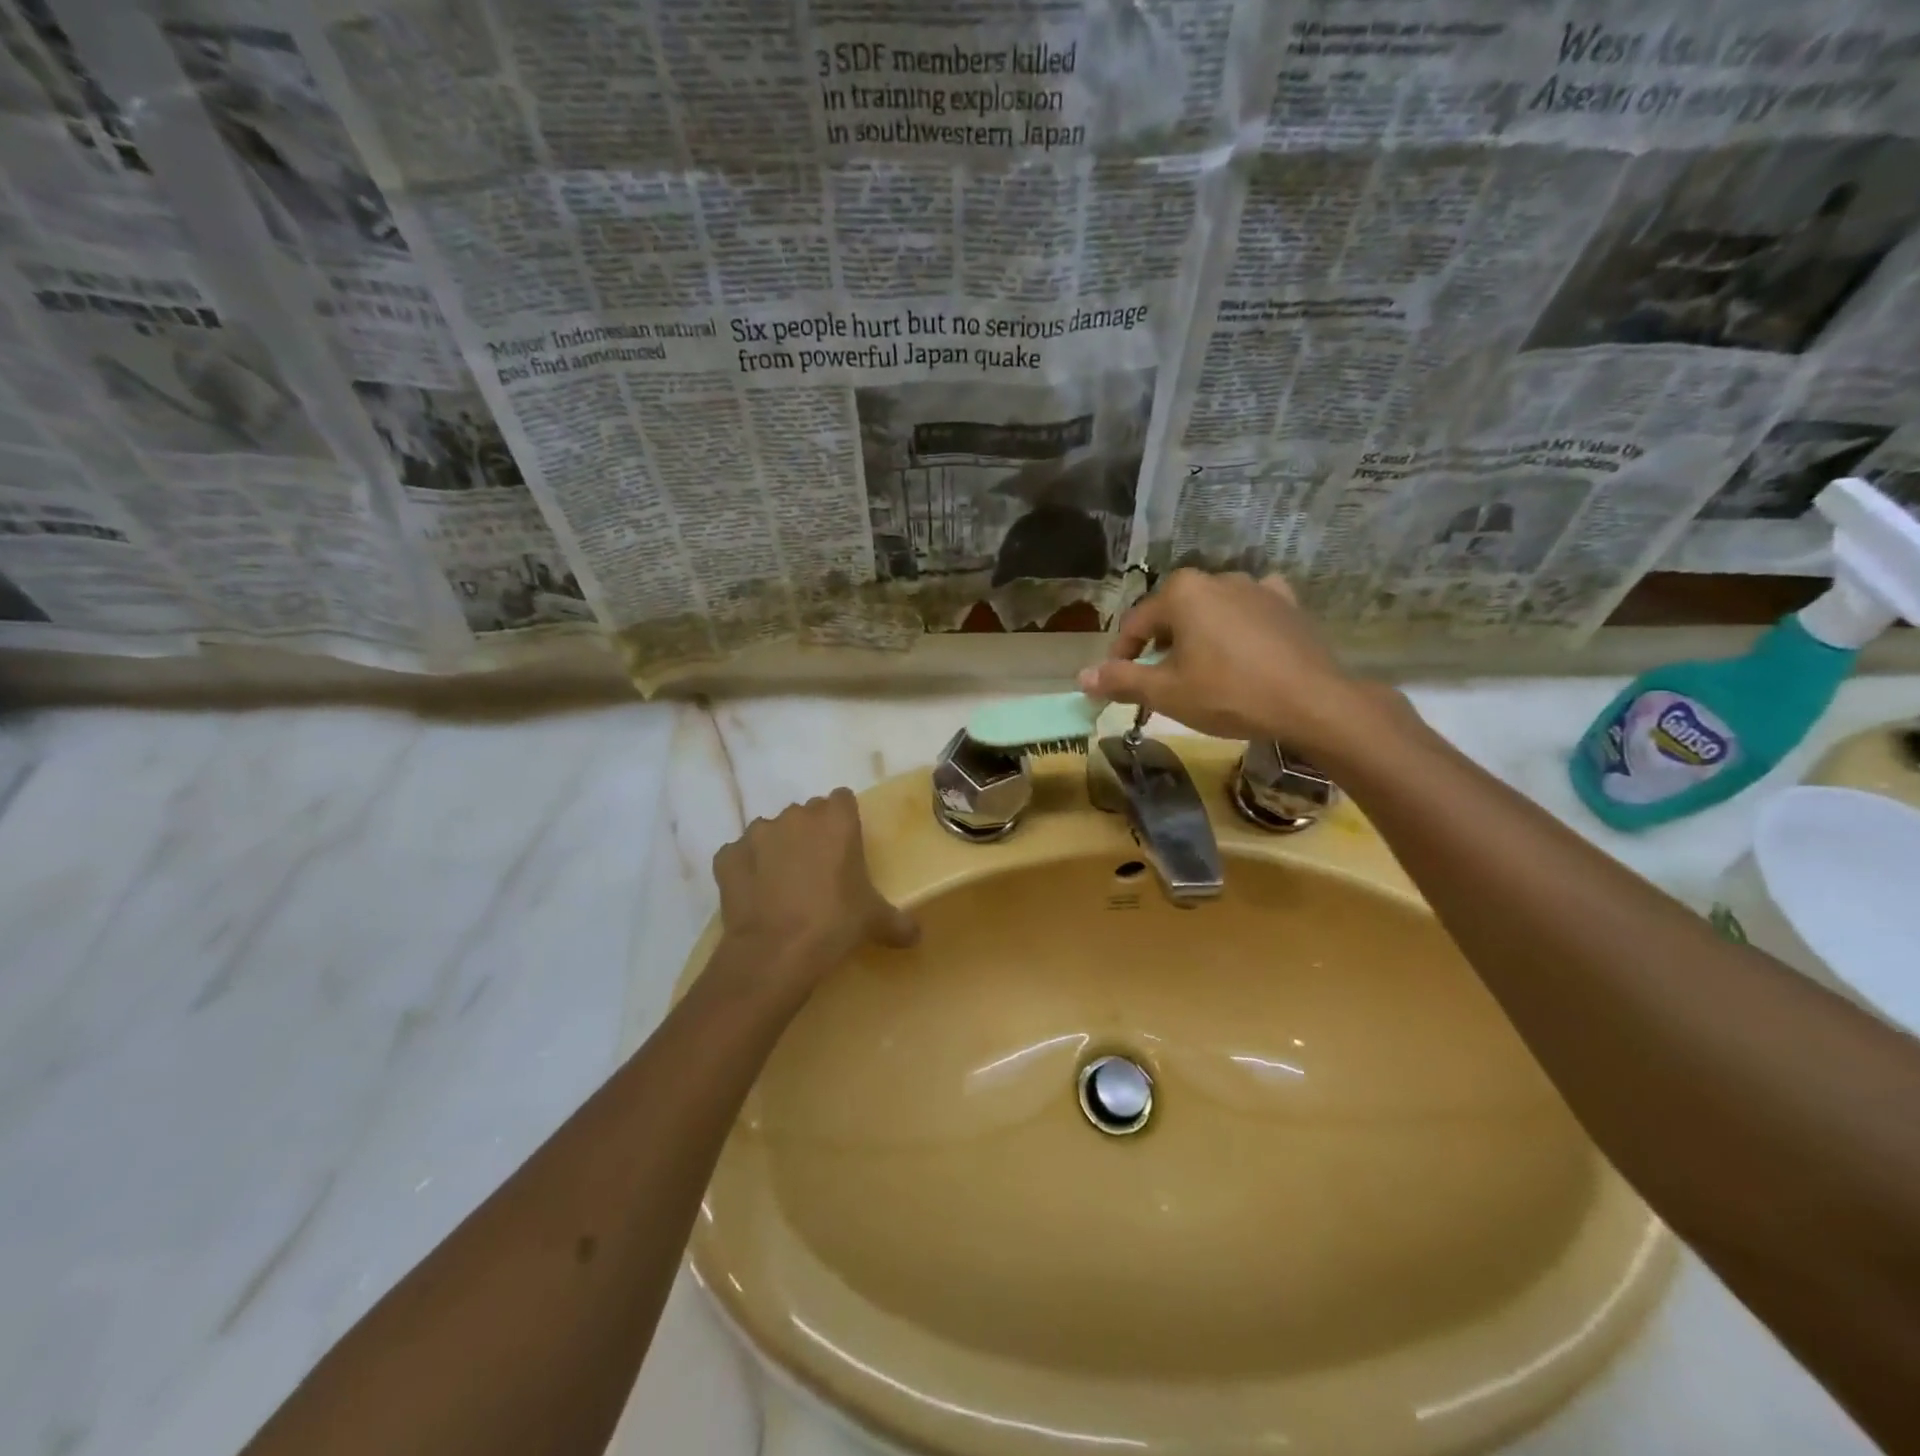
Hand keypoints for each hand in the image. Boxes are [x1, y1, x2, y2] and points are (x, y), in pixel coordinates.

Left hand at [710, 789, 917, 995]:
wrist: (775, 952)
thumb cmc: (835, 924)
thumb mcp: (875, 922)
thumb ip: (898, 922)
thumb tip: (916, 935)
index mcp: (836, 820)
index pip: (842, 800)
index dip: (844, 821)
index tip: (846, 846)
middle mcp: (796, 816)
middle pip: (806, 814)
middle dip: (810, 835)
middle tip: (818, 871)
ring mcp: (757, 833)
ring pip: (771, 832)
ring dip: (777, 849)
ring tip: (783, 886)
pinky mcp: (727, 856)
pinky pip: (739, 856)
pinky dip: (746, 869)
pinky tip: (755, 896)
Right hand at [1077, 569, 1379, 754]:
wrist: (1312, 702)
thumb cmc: (1228, 693)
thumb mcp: (1165, 693)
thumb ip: (1121, 680)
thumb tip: (1082, 678)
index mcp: (1182, 592)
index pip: (1135, 623)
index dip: (1122, 655)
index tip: (1120, 683)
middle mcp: (1216, 577)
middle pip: (1172, 613)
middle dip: (1160, 644)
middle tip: (1160, 680)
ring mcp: (1257, 586)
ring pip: (1211, 610)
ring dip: (1198, 635)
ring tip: (1201, 669)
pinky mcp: (1287, 603)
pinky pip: (1250, 609)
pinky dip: (1238, 625)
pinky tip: (1242, 646)